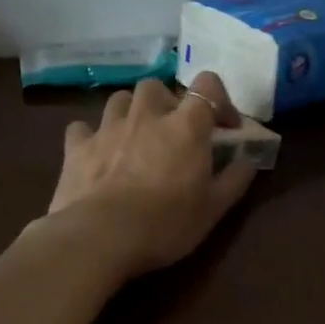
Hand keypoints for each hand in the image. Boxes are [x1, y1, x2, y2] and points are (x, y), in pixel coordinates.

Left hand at [43, 71, 258, 277]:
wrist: (100, 238)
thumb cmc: (166, 223)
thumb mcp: (214, 209)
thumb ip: (235, 179)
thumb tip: (247, 161)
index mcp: (185, 126)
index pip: (207, 85)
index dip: (219, 99)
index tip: (225, 127)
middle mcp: (146, 115)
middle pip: (157, 87)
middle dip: (167, 103)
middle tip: (173, 131)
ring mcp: (107, 128)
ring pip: (119, 99)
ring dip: (131, 112)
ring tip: (136, 137)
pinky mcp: (76, 147)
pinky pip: (82, 128)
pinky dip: (91, 136)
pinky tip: (96, 152)